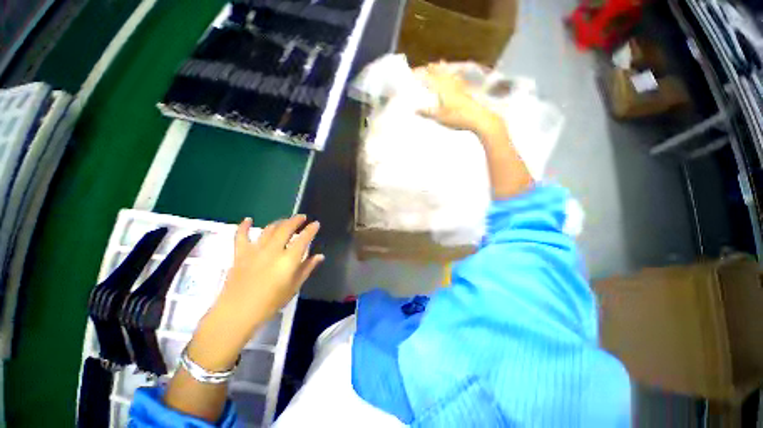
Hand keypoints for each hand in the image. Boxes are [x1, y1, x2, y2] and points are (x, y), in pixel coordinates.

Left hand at [189, 215, 322, 369]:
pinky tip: (248, 219)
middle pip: (286, 228)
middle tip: (302, 217)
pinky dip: (244, 226)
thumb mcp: (294, 287)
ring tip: (285, 221)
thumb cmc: (270, 302)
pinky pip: (241, 236)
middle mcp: (273, 250)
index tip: (316, 224)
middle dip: (296, 220)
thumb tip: (319, 256)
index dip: (311, 229)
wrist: (237, 313)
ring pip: (269, 229)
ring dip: (279, 222)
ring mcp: (255, 250)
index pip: (303, 238)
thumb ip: (307, 268)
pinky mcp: (240, 253)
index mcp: (288, 259)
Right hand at [416, 63, 502, 135]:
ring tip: (441, 62)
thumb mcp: (439, 116)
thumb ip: (426, 112)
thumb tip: (414, 109)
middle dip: (433, 68)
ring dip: (444, 68)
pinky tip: (456, 76)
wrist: (477, 117)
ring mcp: (460, 86)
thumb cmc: (456, 116)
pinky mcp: (466, 90)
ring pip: (450, 73)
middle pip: (440, 73)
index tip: (414, 72)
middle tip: (428, 64)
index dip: (421, 74)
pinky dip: (454, 75)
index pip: (429, 78)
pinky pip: (458, 78)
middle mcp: (450, 84)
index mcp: (442, 88)